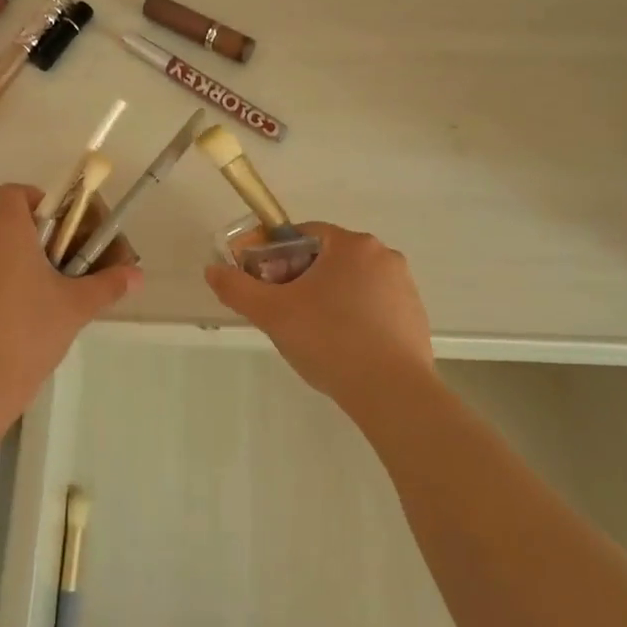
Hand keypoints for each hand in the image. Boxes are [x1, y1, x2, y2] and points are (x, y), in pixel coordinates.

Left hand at [0, 184, 141, 421]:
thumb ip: (107, 285)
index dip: (36, 204)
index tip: (54, 233)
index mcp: (4, 231)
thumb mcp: (74, 310)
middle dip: (21, 245)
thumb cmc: (26, 337)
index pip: (15, 193)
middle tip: (45, 278)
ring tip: (17, 310)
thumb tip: (137, 275)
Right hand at [205, 223, 435, 405]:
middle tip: (281, 309)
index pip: (304, 234)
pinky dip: (352, 318)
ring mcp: (404, 288)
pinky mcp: (414, 318)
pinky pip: (373, 307)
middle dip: (300, 278)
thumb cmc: (329, 340)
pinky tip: (340, 348)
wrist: (391, 392)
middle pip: (328, 258)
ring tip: (309, 334)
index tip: (263, 281)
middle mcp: (383, 256)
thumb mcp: (272, 313)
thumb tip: (212, 270)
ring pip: (351, 283)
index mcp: (352, 245)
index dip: (276, 254)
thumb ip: (238, 288)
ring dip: (326, 298)